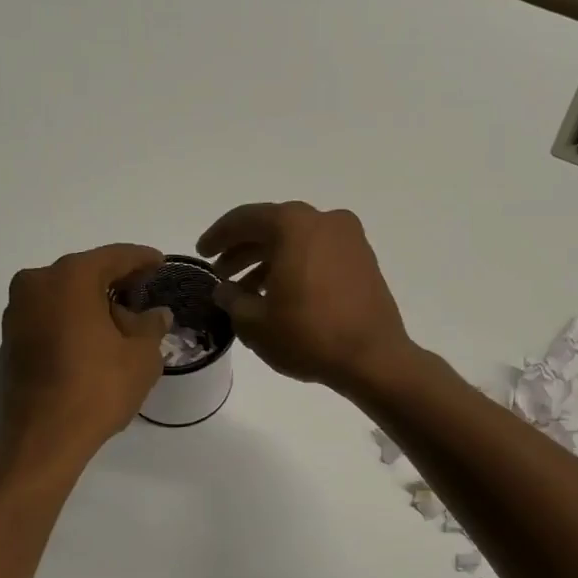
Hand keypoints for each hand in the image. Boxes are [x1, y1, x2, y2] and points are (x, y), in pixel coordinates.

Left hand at [0, 244, 172, 462]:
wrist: (41, 438)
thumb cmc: (97, 388)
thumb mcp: (141, 356)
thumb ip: (151, 326)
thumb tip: (156, 313)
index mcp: (70, 278)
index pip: (114, 257)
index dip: (142, 259)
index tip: (160, 262)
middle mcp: (37, 284)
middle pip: (85, 273)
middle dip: (116, 281)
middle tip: (144, 292)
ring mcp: (17, 311)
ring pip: (64, 295)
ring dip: (92, 303)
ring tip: (122, 322)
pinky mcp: (10, 338)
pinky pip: (50, 316)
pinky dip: (72, 320)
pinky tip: (94, 339)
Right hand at [197, 202, 413, 393]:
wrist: (374, 358)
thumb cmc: (309, 335)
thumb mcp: (255, 322)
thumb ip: (232, 298)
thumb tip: (224, 289)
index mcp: (293, 225)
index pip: (245, 220)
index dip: (218, 236)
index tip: (202, 253)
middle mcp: (323, 221)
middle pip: (273, 227)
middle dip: (244, 250)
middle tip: (222, 274)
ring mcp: (349, 238)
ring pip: (297, 241)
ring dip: (269, 261)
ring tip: (248, 292)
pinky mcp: (363, 259)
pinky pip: (319, 253)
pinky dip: (296, 266)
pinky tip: (281, 295)